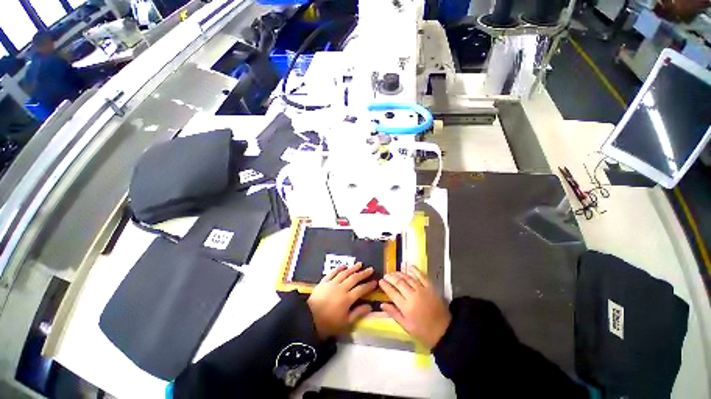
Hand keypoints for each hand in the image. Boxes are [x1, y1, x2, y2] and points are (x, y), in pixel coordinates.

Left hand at [307, 263, 377, 339]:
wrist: (308, 320)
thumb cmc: (328, 324)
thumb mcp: (345, 323)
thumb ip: (358, 313)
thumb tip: (369, 306)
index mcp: (347, 299)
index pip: (361, 289)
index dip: (369, 285)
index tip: (375, 282)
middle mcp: (341, 288)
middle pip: (354, 278)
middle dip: (363, 273)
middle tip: (370, 269)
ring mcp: (332, 283)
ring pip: (345, 273)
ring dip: (353, 268)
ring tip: (360, 264)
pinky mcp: (324, 282)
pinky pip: (333, 272)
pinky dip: (339, 268)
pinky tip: (344, 266)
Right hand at [379, 268, 450, 348]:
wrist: (445, 331)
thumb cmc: (423, 331)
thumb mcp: (406, 326)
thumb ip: (394, 314)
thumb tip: (382, 304)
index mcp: (406, 307)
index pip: (392, 293)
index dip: (385, 286)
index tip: (380, 281)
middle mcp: (413, 296)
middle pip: (399, 283)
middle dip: (391, 277)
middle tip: (386, 275)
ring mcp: (422, 290)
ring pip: (408, 278)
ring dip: (400, 273)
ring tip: (394, 272)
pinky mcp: (430, 287)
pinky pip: (421, 276)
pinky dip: (415, 270)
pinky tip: (409, 266)